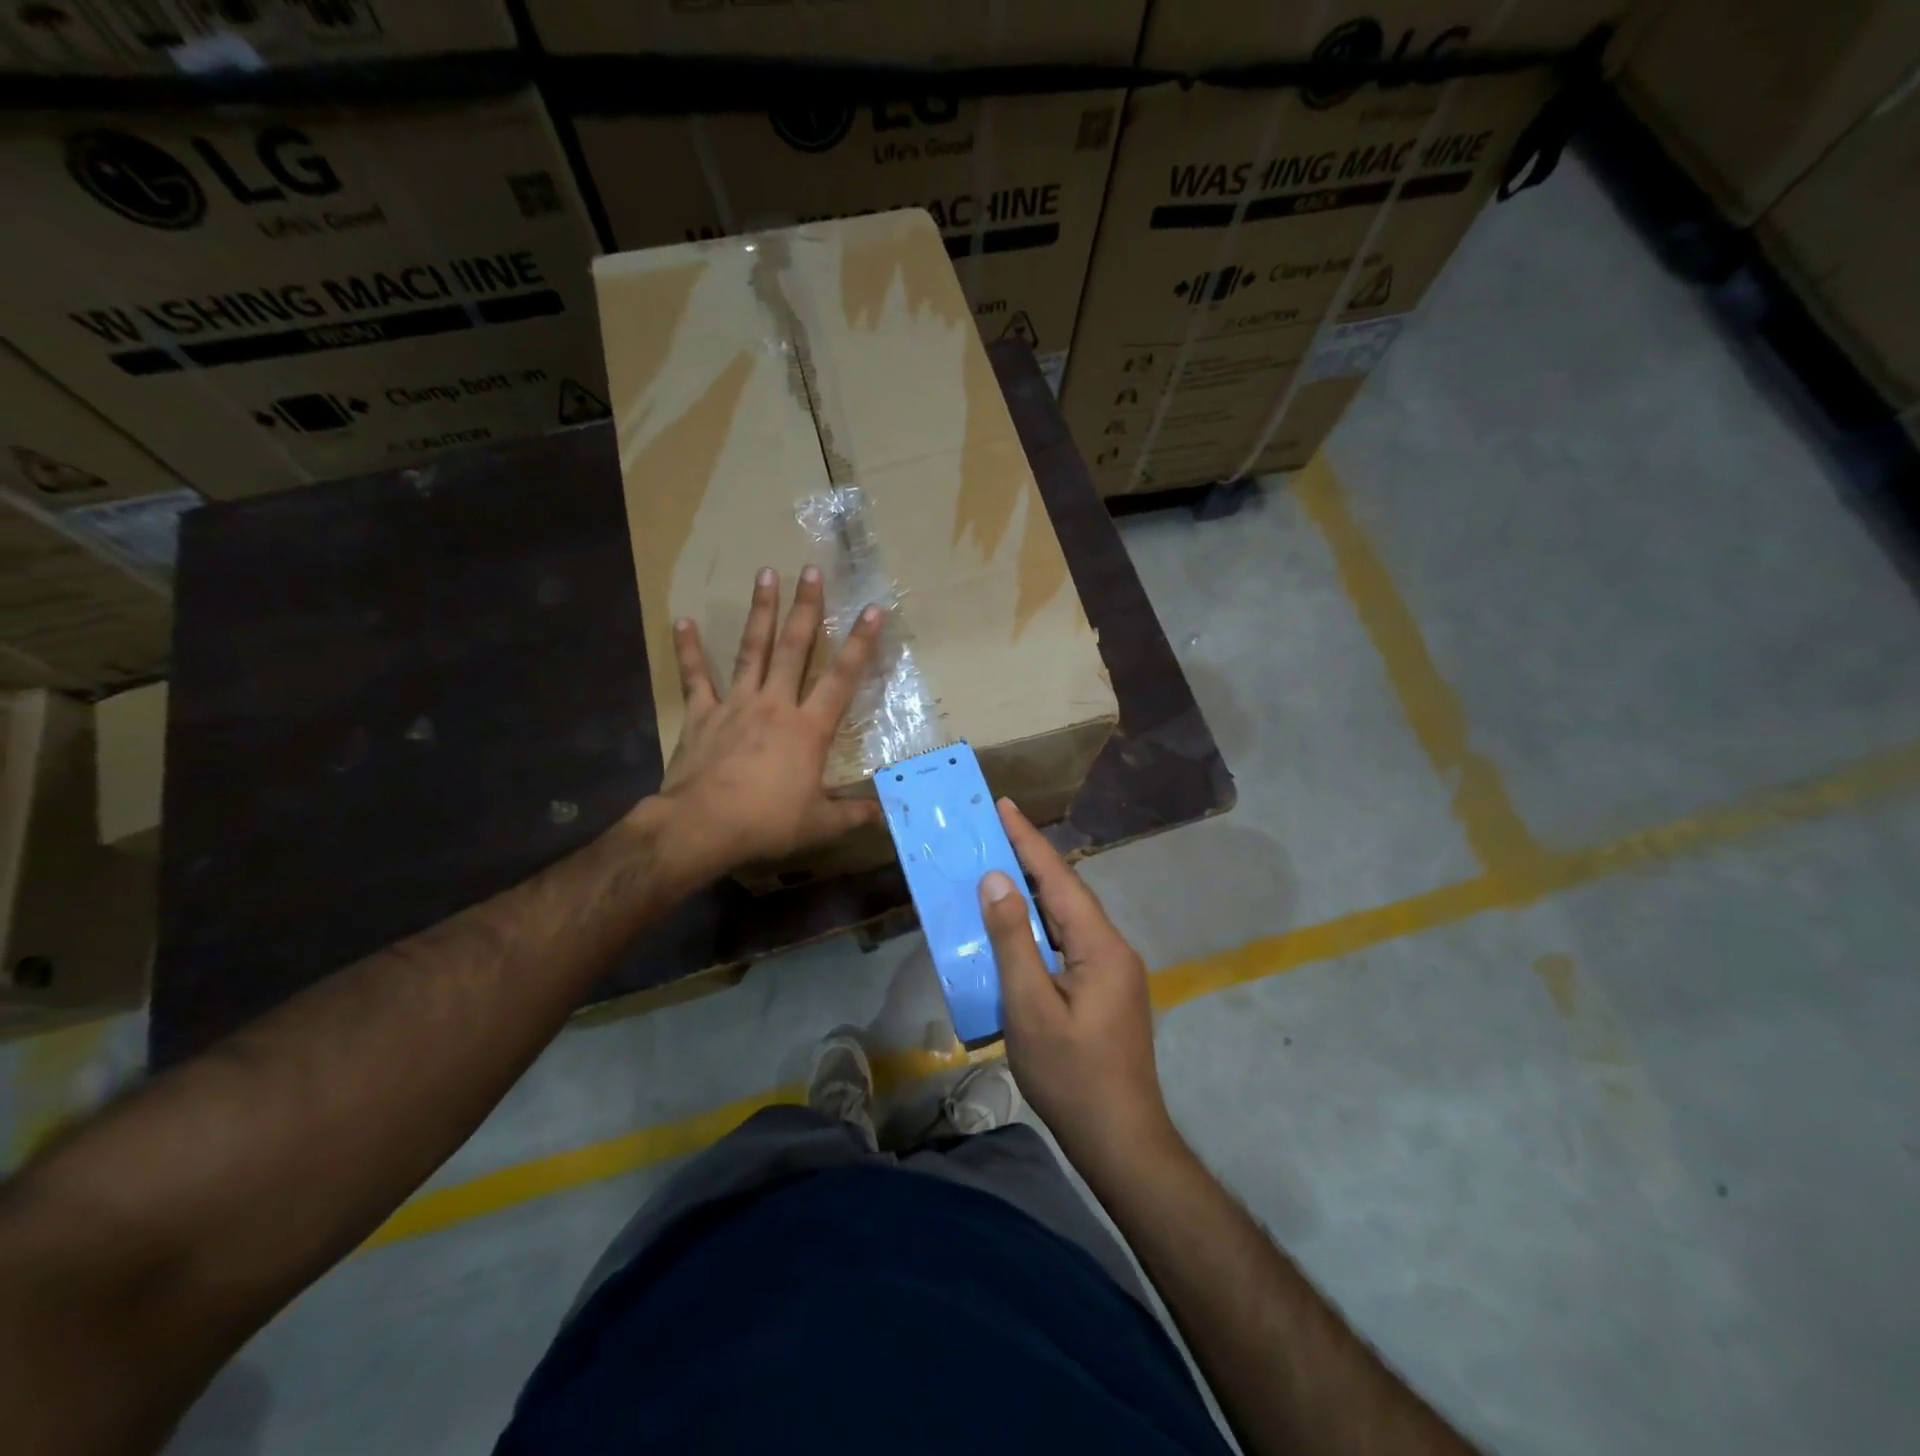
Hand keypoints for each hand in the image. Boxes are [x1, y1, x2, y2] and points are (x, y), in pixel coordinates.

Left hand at [655, 566, 883, 879]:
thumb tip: (887, 815)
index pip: (842, 678)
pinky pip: (696, 677)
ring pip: (753, 650)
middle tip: (811, 571)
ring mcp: (736, 704)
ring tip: (765, 574)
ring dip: (761, 612)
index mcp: (809, 728)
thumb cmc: (767, 822)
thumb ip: (854, 814)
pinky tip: (682, 621)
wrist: (703, 825)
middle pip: (795, 649)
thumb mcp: (819, 823)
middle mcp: (776, 704)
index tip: (872, 609)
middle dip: (806, 608)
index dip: (860, 643)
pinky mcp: (702, 714)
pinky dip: (689, 650)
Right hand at [979, 801, 1177, 1175]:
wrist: (1120, 1140)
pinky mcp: (1105, 991)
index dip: (1028, 841)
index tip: (1004, 805)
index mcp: (1100, 945)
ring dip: (1035, 893)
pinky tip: (1019, 927)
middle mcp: (1113, 948)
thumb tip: (997, 880)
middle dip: (1030, 860)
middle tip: (992, 832)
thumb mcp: (1030, 1007)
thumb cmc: (1070, 1075)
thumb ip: (1013, 940)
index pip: (1059, 879)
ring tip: (999, 868)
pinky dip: (1041, 926)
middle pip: (1067, 893)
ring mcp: (1113, 971)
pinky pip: (1069, 943)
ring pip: (1069, 919)